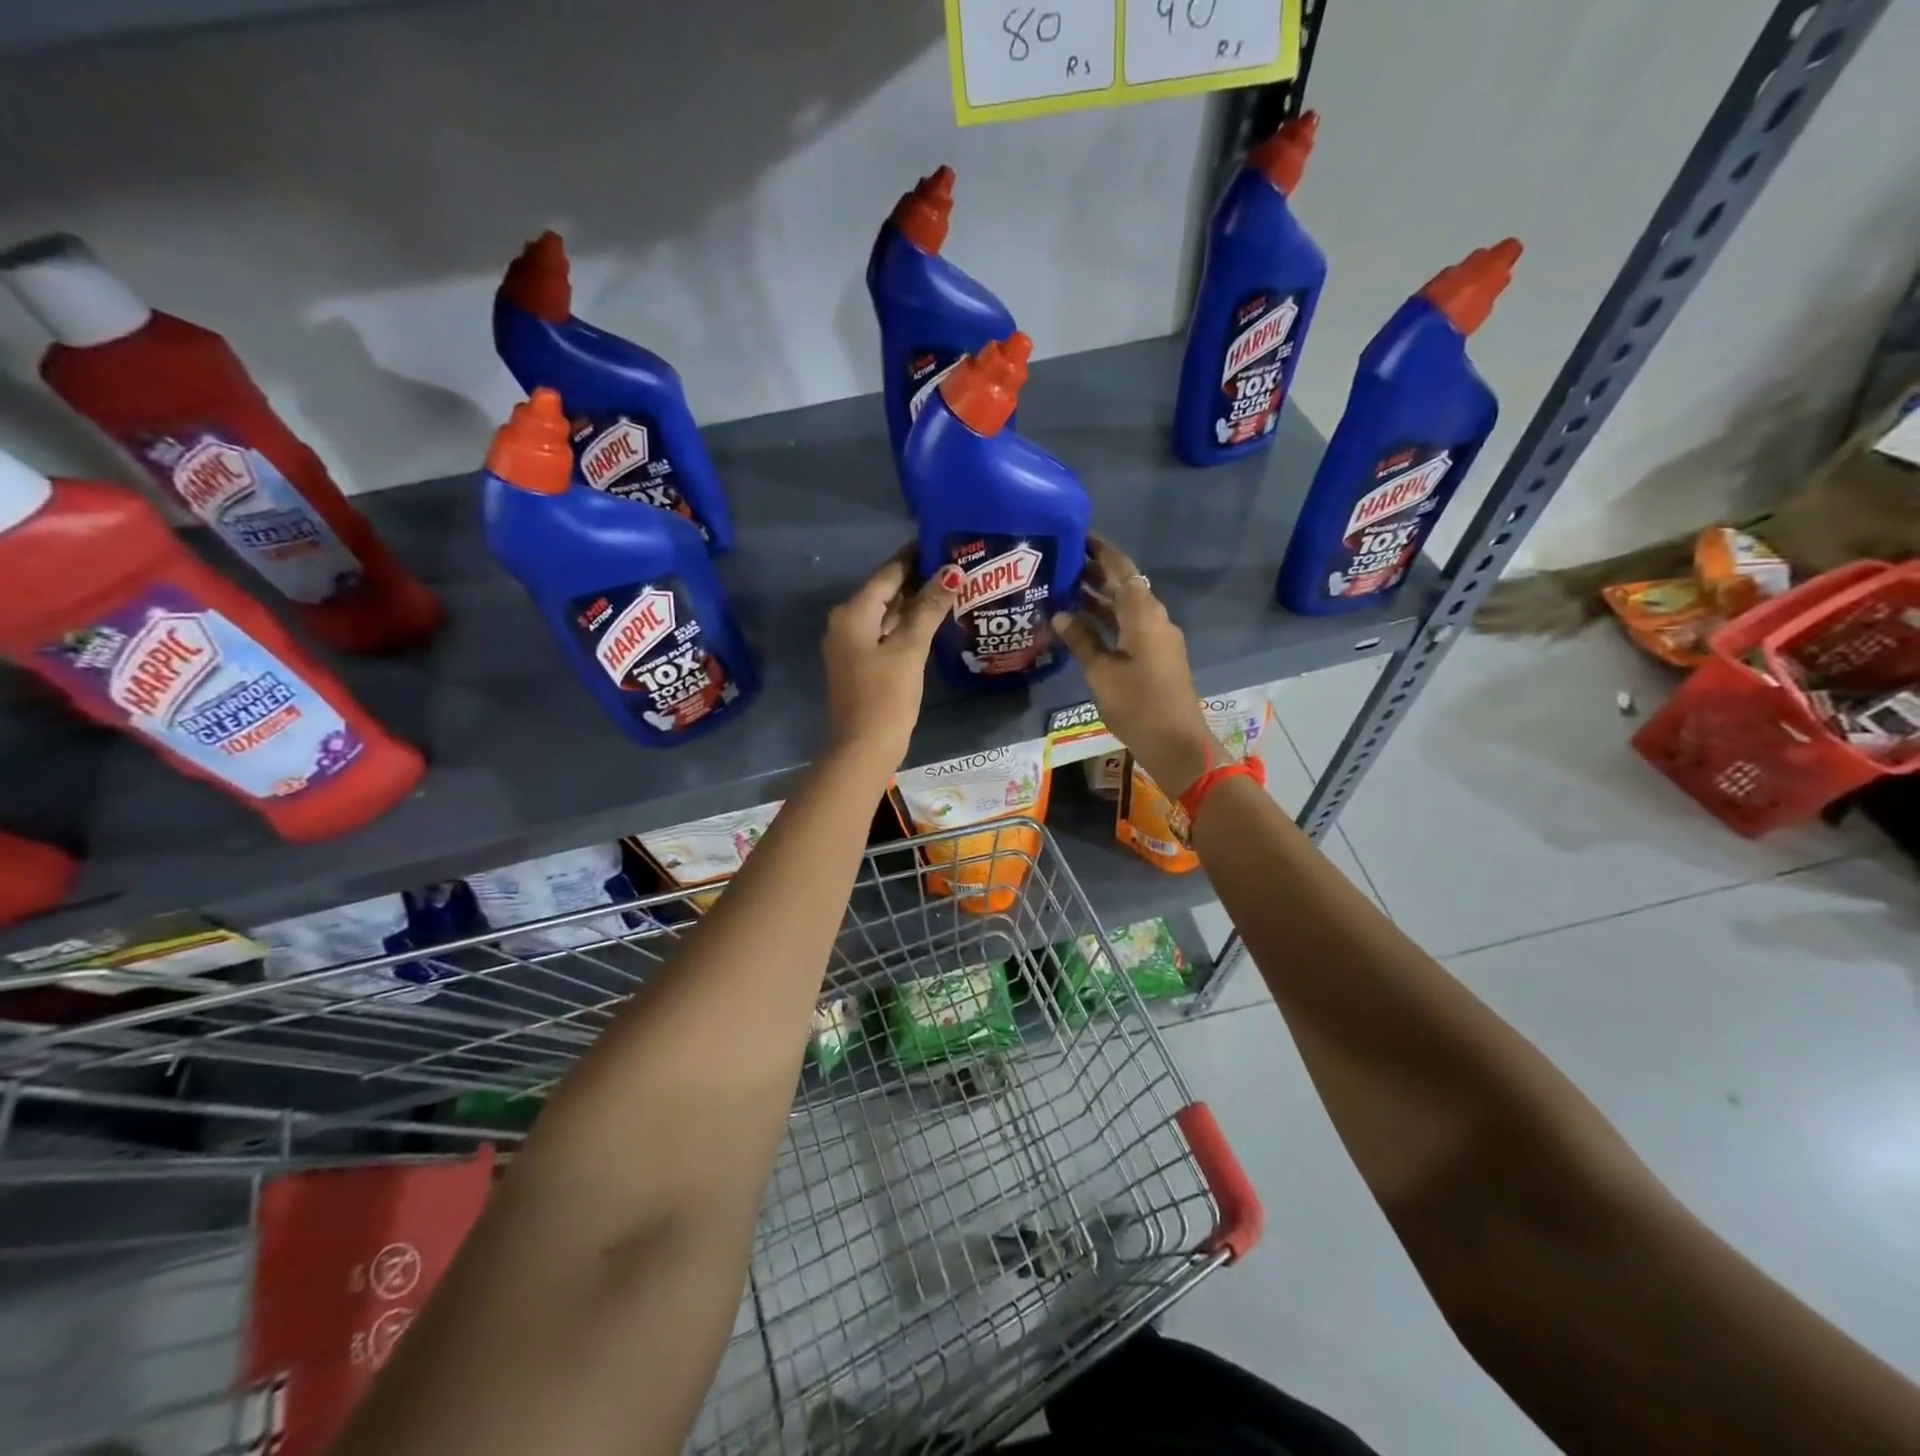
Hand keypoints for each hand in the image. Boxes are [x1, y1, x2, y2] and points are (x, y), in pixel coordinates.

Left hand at [821, 547, 961, 770]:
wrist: (863, 748)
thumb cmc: (886, 696)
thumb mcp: (909, 649)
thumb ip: (929, 607)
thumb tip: (951, 572)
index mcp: (853, 613)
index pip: (888, 573)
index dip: (914, 556)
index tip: (943, 543)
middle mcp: (846, 622)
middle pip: (885, 591)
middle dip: (918, 579)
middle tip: (956, 567)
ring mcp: (851, 645)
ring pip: (886, 614)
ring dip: (914, 604)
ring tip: (951, 590)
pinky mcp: (860, 664)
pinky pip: (885, 634)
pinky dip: (906, 626)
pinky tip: (931, 623)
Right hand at [1053, 535, 1217, 794]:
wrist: (1176, 742)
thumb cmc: (1137, 704)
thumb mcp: (1101, 672)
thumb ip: (1081, 639)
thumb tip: (1060, 613)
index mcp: (1143, 613)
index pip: (1121, 568)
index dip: (1100, 550)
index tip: (1077, 536)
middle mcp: (1154, 617)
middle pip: (1124, 585)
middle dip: (1094, 573)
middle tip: (1060, 563)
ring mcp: (1157, 637)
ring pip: (1125, 607)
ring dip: (1098, 597)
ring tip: (1063, 589)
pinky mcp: (1156, 655)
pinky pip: (1129, 625)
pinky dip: (1107, 619)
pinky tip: (1081, 623)